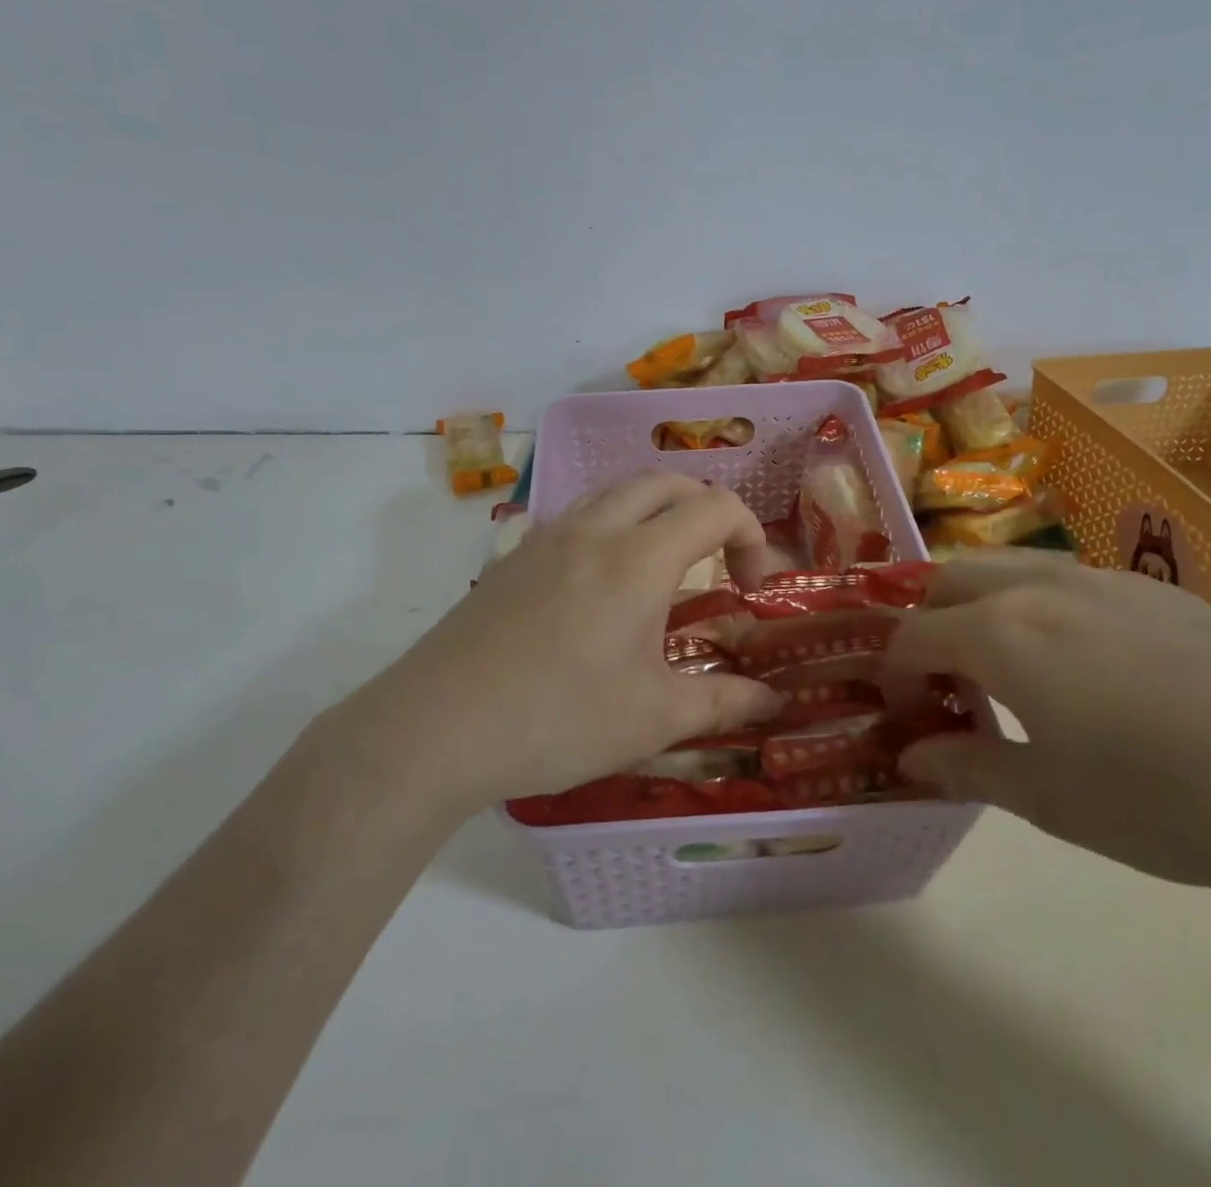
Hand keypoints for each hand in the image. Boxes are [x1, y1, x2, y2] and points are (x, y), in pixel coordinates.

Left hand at [347, 474, 781, 816]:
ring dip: (658, 510)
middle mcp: (596, 529)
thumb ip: (723, 702)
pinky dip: (613, 524)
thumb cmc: (557, 720)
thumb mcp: (653, 719)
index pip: (716, 507)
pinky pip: (579, 514)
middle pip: (668, 483)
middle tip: (717, 565)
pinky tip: (603, 582)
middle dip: (708, 511)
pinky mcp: (515, 555)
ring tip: (665, 564)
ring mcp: (548, 536)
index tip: (752, 589)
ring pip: (618, 490)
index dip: (752, 536)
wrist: (435, 728)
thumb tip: (774, 702)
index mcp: (639, 558)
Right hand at [886, 557, 1210, 910]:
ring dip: (978, 610)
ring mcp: (1103, 580)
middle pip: (946, 582)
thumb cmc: (1171, 802)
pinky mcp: (1157, 591)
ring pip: (1005, 571)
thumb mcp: (1053, 801)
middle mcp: (1041, 586)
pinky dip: (1033, 609)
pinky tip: (1080, 669)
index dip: (893, 675)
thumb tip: (911, 756)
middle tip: (944, 688)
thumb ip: (967, 768)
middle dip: (925, 627)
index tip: (904, 718)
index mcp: (1003, 631)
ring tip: (1004, 674)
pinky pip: (1062, 581)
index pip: (911, 635)